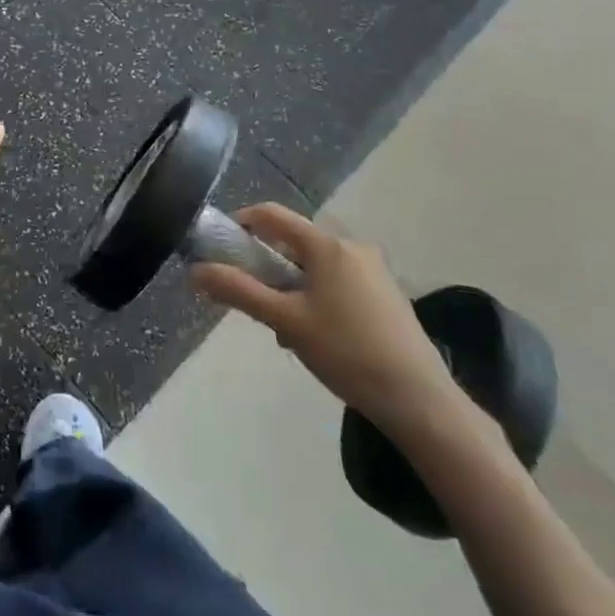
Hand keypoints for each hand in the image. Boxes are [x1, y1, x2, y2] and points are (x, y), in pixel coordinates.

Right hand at [191, 203, 464, 435]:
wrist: (419, 400)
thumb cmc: (346, 352)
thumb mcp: (285, 321)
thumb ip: (238, 291)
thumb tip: (194, 271)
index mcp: (326, 245)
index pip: (272, 215)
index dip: (240, 223)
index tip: (220, 248)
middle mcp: (352, 246)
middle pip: (294, 242)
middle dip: (267, 267)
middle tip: (253, 301)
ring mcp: (374, 270)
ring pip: (316, 265)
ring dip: (291, 286)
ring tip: (285, 329)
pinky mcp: (387, 294)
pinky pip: (338, 281)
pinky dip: (317, 296)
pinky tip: (317, 336)